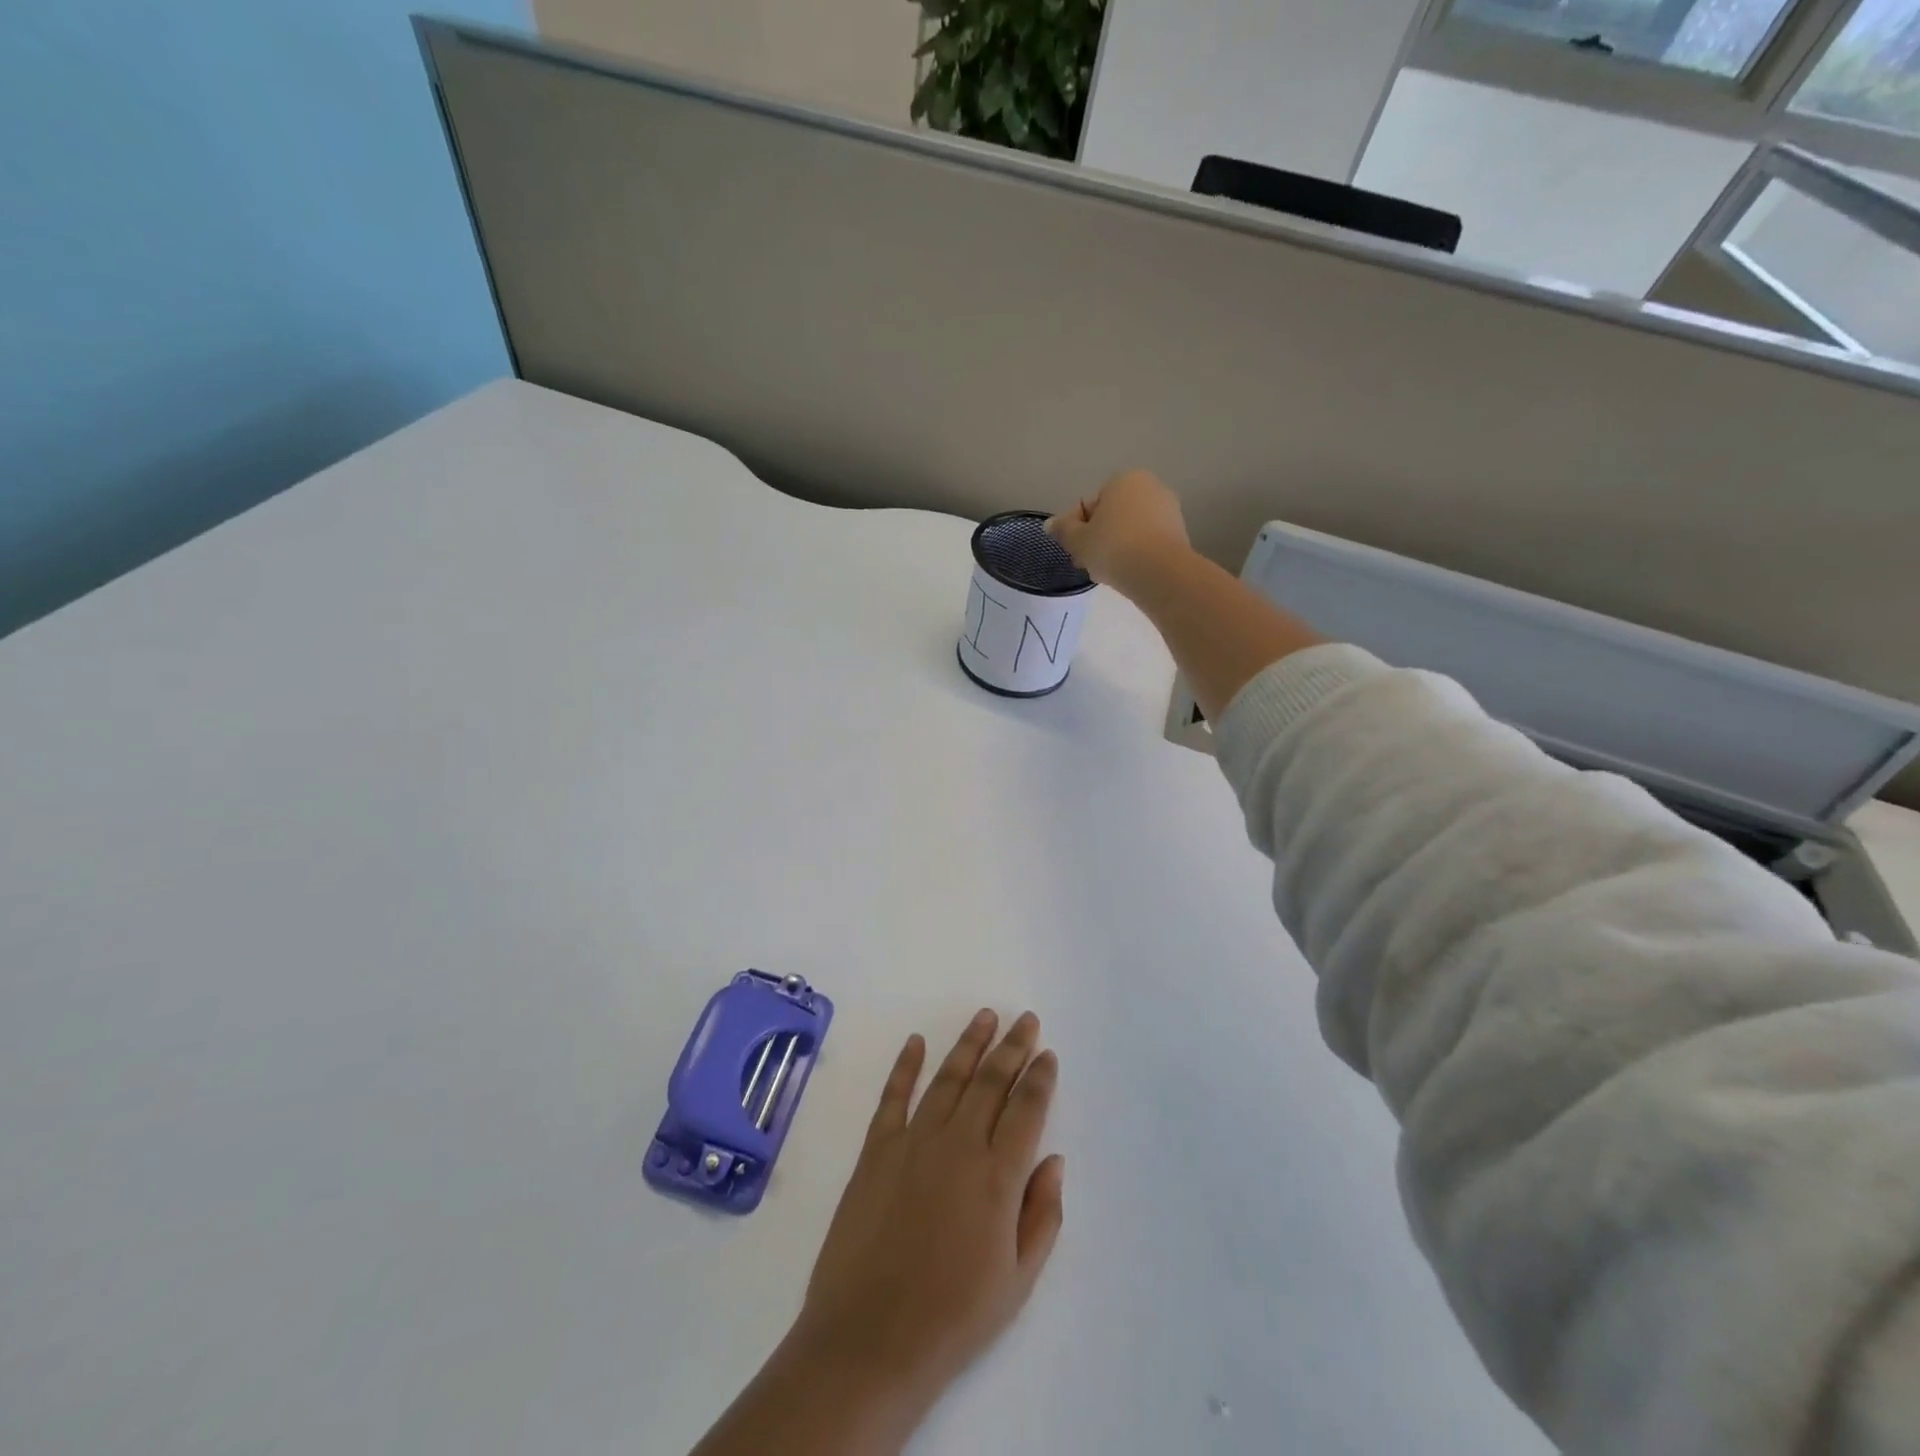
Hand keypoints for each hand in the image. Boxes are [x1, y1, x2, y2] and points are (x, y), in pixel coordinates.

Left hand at [791, 1010, 1064, 1407]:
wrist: (870, 1339)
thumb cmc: (953, 1318)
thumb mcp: (1017, 1281)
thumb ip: (1041, 1215)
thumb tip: (1053, 1159)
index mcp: (998, 1175)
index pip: (1027, 1109)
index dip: (1039, 1077)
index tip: (1047, 1052)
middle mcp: (959, 1144)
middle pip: (991, 1081)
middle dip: (1012, 1046)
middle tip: (1025, 1019)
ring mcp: (914, 1141)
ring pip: (948, 1077)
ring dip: (969, 1044)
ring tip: (986, 1016)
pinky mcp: (877, 1149)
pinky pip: (894, 1095)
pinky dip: (906, 1065)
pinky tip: (916, 1041)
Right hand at [1045, 469, 1191, 597]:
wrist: (1159, 572)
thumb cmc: (1113, 547)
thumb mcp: (1078, 540)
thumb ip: (1063, 530)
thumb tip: (1049, 524)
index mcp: (1123, 480)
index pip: (1089, 505)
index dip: (1076, 529)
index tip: (1074, 551)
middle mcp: (1149, 487)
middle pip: (1112, 516)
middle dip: (1098, 538)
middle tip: (1088, 563)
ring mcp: (1168, 510)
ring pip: (1130, 530)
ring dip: (1116, 547)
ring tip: (1108, 572)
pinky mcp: (1179, 533)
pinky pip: (1147, 542)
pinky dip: (1136, 554)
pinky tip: (1128, 573)